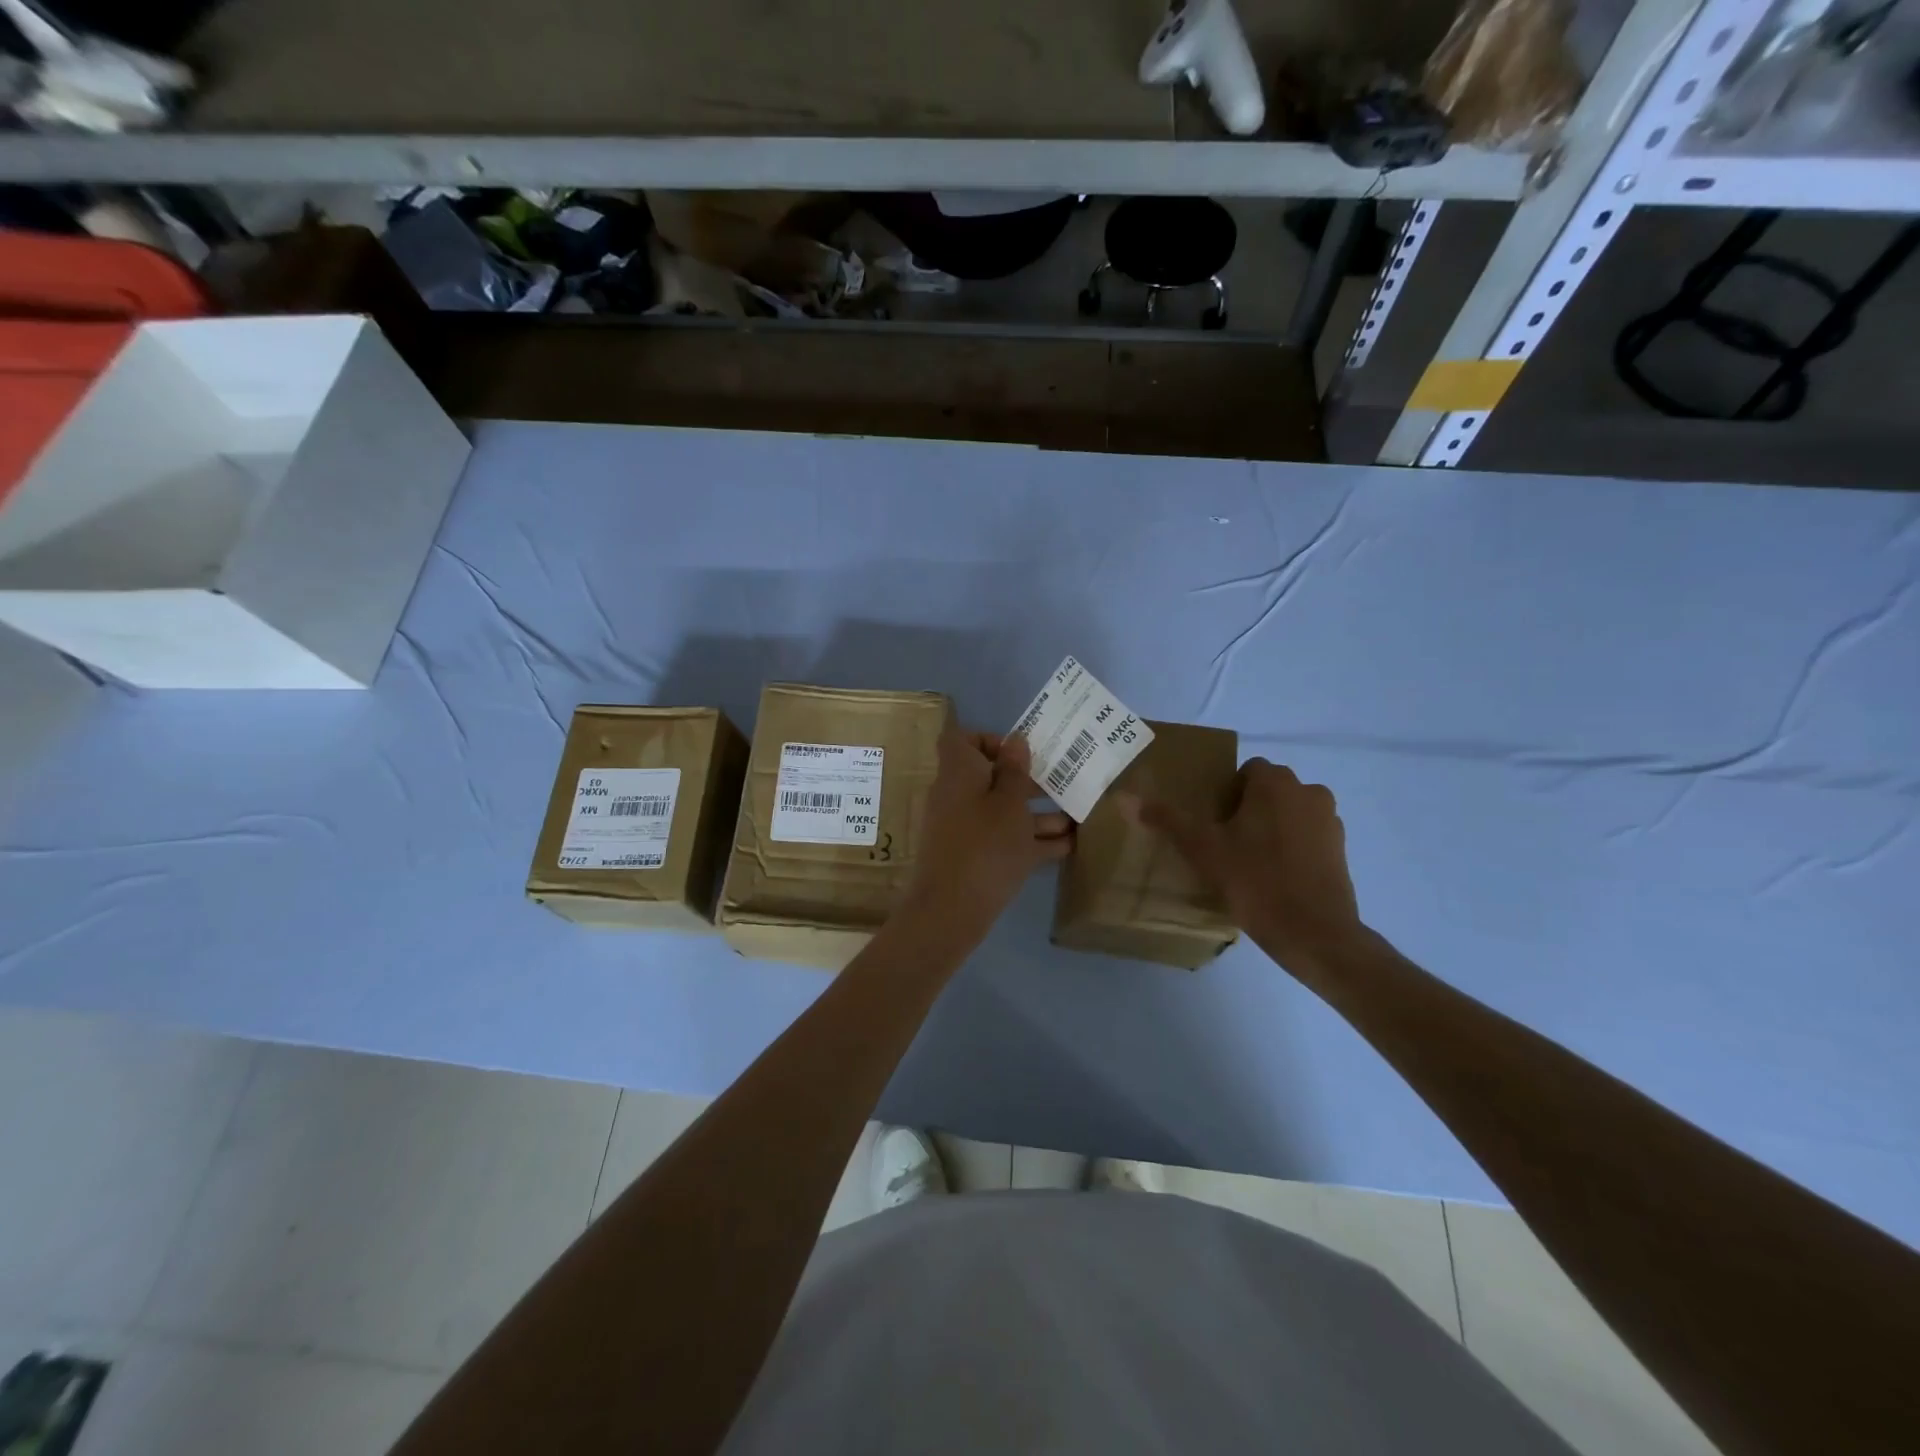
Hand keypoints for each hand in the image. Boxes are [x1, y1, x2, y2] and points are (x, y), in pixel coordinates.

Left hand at [902, 727, 1072, 944]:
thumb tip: (1015, 741)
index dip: (989, 739)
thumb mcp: (1009, 804)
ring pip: (1003, 812)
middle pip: (990, 778)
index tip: (1019, 751)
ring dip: (1038, 813)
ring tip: (1077, 817)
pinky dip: (1032, 840)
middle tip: (1062, 782)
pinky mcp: (974, 858)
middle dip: (1027, 780)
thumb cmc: (985, 846)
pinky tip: (1068, 846)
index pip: (961, 741)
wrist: (951, 911)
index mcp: (959, 773)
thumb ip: (1015, 772)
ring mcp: (965, 830)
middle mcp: (958, 797)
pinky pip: (1005, 840)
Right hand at [1138, 759, 1361, 975]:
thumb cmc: (1255, 881)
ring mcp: (1330, 821)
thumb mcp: (1202, 850)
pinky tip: (1274, 878)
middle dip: (1247, 810)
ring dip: (1270, 827)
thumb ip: (1167, 820)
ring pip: (1288, 813)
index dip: (1226, 794)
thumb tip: (1126, 797)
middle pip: (1268, 791)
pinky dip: (1291, 848)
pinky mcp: (1342, 850)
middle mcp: (1308, 791)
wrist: (1314, 933)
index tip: (1213, 825)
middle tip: (1225, 844)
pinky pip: (1307, 836)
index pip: (1246, 771)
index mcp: (1276, 782)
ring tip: (1249, 863)